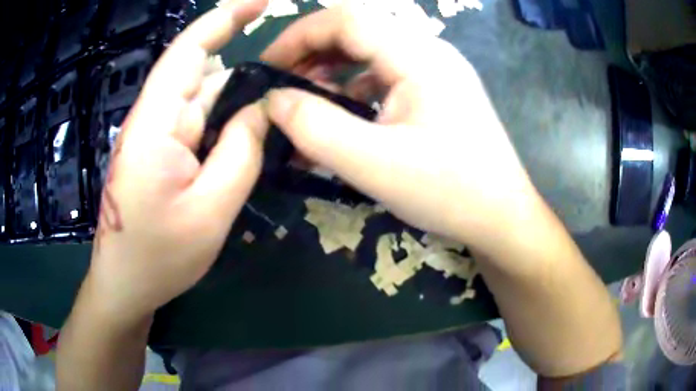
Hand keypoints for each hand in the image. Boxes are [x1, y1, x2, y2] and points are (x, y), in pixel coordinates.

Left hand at [83, 0, 268, 324]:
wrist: (126, 285)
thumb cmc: (159, 258)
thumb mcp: (211, 212)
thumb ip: (240, 153)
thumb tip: (263, 108)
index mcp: (156, 125)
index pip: (189, 52)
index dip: (224, 19)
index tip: (261, 1)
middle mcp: (154, 120)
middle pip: (202, 75)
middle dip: (245, 66)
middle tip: (294, 77)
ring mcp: (157, 138)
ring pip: (203, 102)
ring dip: (238, 100)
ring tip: (279, 110)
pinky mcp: (161, 155)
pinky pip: (199, 126)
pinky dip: (226, 123)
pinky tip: (250, 136)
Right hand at [262, 4, 539, 252]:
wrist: (503, 218)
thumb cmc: (450, 193)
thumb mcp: (374, 165)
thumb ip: (316, 128)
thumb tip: (274, 100)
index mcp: (419, 55)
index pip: (346, 19)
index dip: (298, 36)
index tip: (266, 67)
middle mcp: (429, 52)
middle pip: (357, 32)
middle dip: (311, 53)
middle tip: (280, 87)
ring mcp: (437, 71)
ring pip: (370, 55)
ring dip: (331, 73)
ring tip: (304, 104)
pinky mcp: (438, 93)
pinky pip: (386, 78)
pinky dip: (355, 91)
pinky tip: (341, 119)